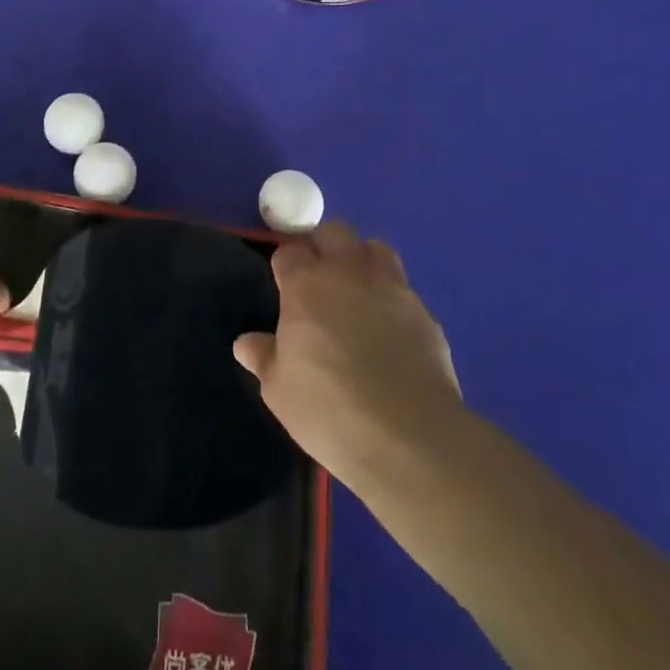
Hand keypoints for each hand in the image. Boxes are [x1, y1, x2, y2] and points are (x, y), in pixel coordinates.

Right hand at [233, 221, 462, 487]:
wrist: (409, 437)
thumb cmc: (329, 410)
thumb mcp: (280, 391)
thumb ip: (264, 358)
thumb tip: (245, 343)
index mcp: (306, 285)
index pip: (288, 251)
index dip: (285, 265)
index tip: (283, 286)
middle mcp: (348, 272)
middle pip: (333, 231)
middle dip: (323, 246)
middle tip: (319, 279)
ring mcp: (390, 287)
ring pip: (375, 248)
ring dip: (362, 260)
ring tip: (358, 291)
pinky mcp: (424, 312)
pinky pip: (403, 289)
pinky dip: (392, 298)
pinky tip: (390, 329)